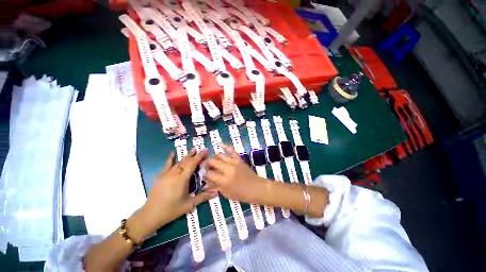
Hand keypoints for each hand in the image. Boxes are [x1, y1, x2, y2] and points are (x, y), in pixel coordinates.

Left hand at [141, 149, 215, 232]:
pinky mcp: (160, 176)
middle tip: (202, 149)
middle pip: (186, 161)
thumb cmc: (171, 210)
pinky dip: (170, 158)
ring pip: (179, 162)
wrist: (151, 215)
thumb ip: (203, 197)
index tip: (205, 150)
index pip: (192, 164)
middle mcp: (174, 174)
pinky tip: (173, 153)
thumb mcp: (189, 205)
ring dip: (187, 156)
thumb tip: (216, 193)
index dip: (199, 157)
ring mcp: (166, 174)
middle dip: (195, 155)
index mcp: (182, 179)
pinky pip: (167, 165)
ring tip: (193, 150)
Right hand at [203, 145, 267, 203]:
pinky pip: (232, 151)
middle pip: (213, 162)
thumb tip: (205, 185)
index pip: (209, 174)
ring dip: (214, 157)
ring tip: (212, 160)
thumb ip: (216, 187)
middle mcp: (228, 169)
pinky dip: (226, 147)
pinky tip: (220, 144)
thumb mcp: (227, 193)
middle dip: (207, 164)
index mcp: (224, 180)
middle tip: (206, 167)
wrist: (257, 188)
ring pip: (220, 155)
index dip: (205, 174)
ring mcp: (234, 162)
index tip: (204, 175)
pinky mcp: (239, 159)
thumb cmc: (242, 194)